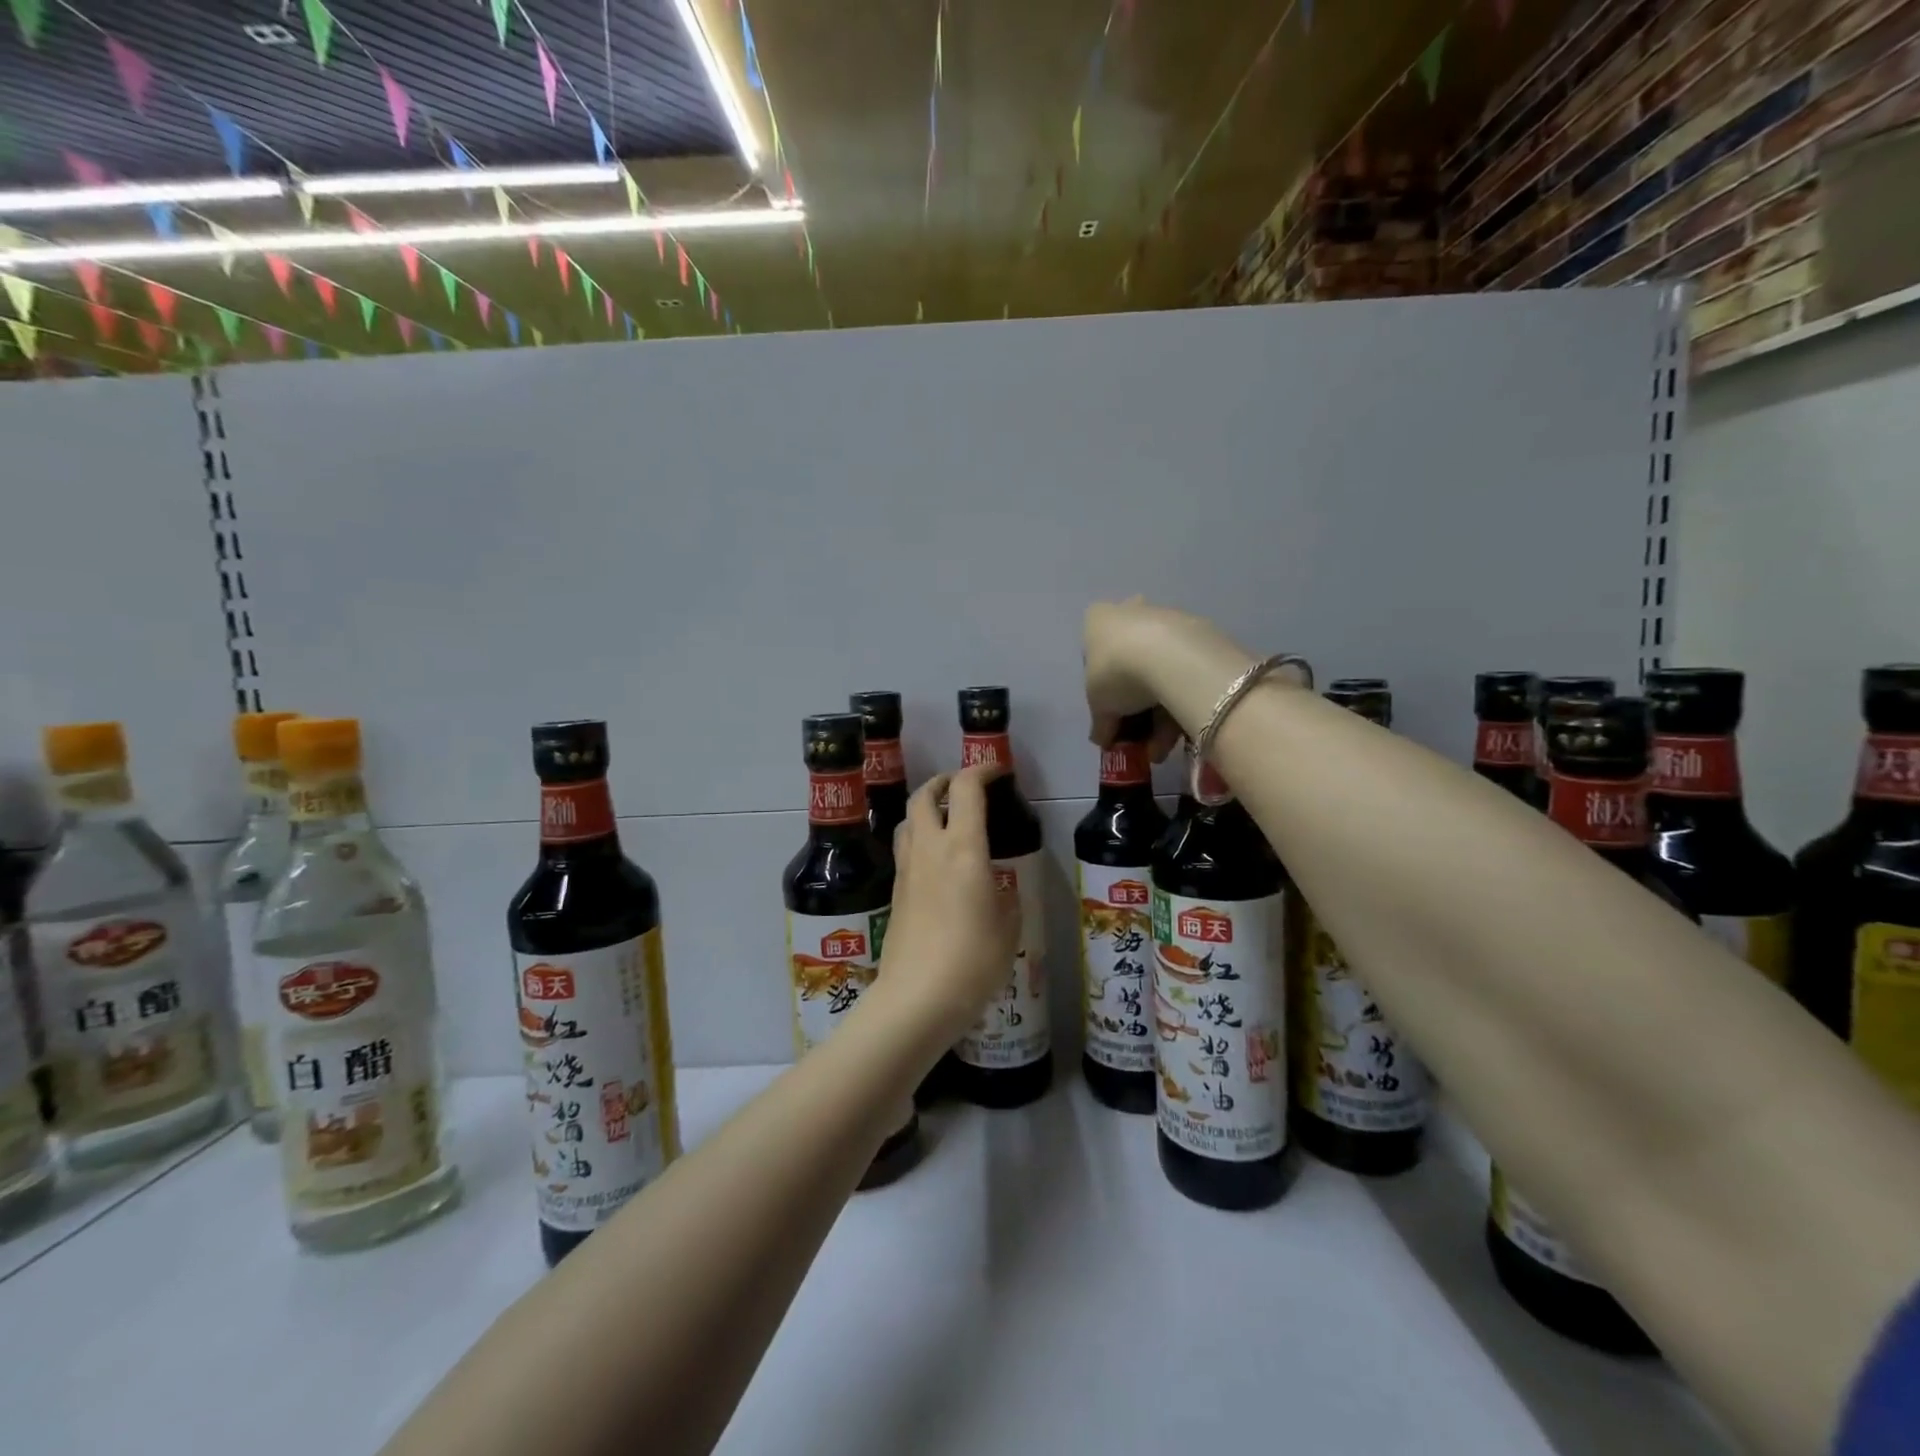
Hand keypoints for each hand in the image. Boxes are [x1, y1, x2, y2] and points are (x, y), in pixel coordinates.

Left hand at [876, 765, 1020, 1046]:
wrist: (917, 998)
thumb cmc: (974, 960)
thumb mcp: (1009, 926)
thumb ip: (1004, 897)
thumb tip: (995, 889)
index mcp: (963, 848)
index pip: (965, 789)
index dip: (981, 770)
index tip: (997, 771)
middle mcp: (929, 849)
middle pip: (923, 795)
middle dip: (943, 782)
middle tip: (963, 788)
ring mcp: (907, 870)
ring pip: (907, 820)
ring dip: (925, 809)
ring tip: (945, 821)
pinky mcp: (895, 893)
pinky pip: (905, 850)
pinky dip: (919, 840)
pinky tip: (935, 862)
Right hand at [1083, 598, 1220, 757]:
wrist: (1171, 656)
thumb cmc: (1116, 672)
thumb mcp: (1098, 704)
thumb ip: (1100, 722)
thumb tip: (1102, 739)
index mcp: (1099, 620)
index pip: (1094, 651)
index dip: (1101, 685)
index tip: (1110, 711)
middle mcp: (1132, 611)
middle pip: (1130, 661)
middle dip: (1136, 704)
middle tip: (1139, 735)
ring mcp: (1169, 619)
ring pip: (1160, 671)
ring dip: (1159, 714)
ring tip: (1161, 747)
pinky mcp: (1201, 633)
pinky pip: (1185, 672)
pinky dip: (1181, 701)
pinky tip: (1181, 732)